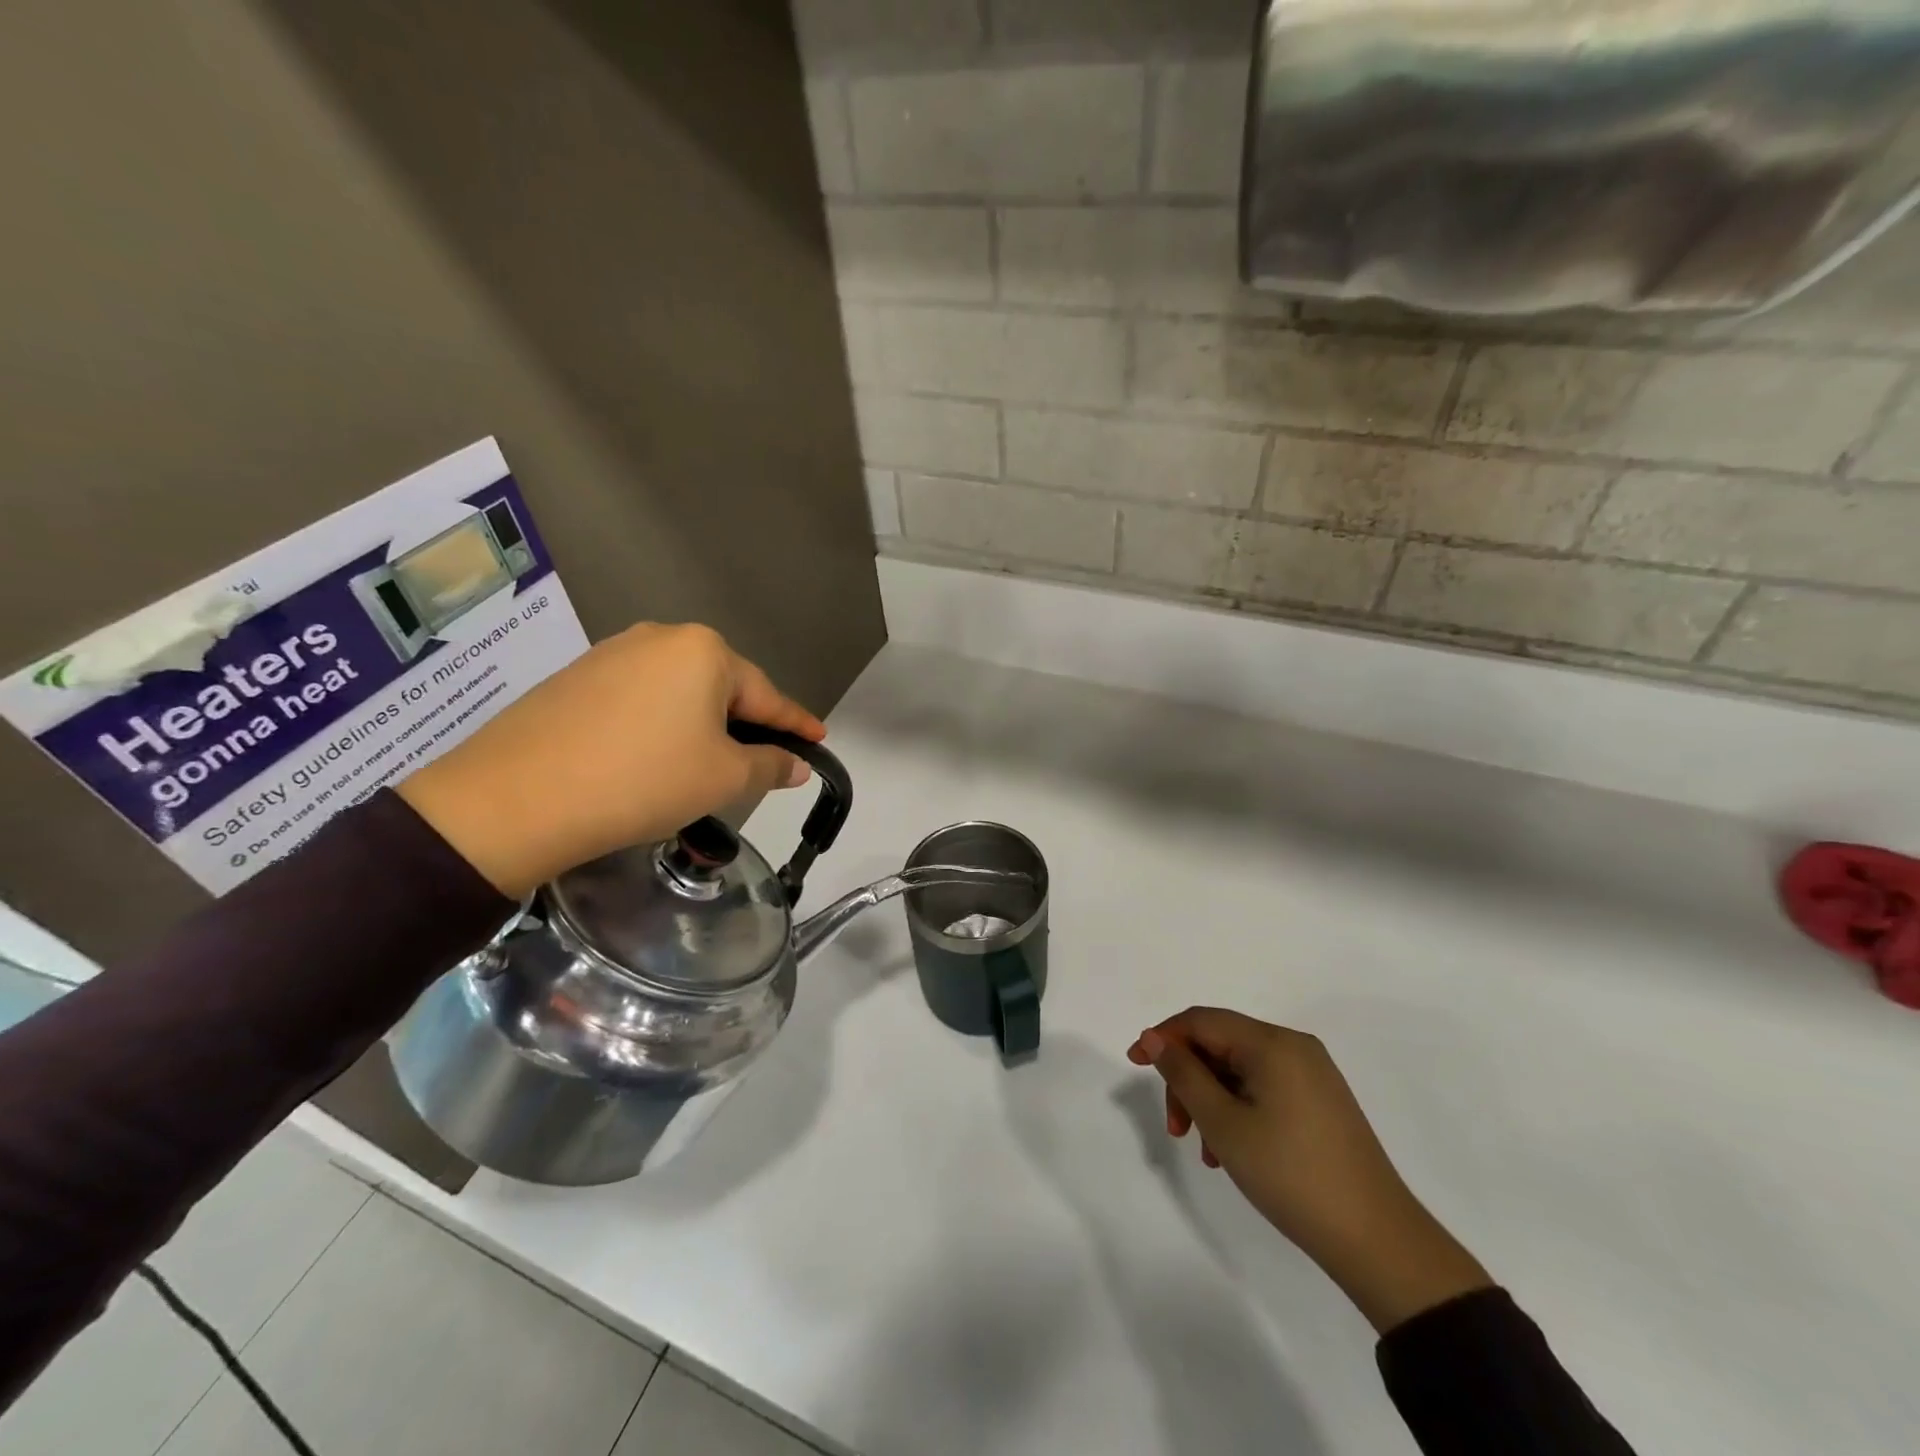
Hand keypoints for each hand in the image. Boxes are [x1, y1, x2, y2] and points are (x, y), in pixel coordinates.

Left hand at [397, 623, 824, 897]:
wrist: (514, 798)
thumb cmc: (643, 780)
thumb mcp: (723, 778)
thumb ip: (770, 765)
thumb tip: (795, 764)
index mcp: (704, 652)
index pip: (767, 695)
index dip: (796, 724)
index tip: (819, 741)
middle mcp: (660, 638)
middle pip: (722, 688)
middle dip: (745, 725)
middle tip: (759, 763)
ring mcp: (611, 654)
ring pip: (679, 693)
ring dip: (700, 726)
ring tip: (703, 765)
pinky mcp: (575, 678)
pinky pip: (640, 699)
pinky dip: (660, 726)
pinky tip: (652, 757)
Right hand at [1128, 1007, 1490, 1332]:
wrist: (1377, 1240)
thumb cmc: (1290, 1174)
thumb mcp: (1223, 1123)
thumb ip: (1183, 1074)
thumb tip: (1155, 1037)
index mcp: (1273, 1043)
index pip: (1202, 1020)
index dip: (1163, 1037)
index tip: (1134, 1064)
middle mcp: (1294, 1047)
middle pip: (1220, 1044)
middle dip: (1189, 1079)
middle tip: (1176, 1127)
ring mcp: (1312, 1074)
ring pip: (1240, 1070)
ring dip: (1211, 1100)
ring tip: (1206, 1150)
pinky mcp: (1321, 1102)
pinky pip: (1264, 1088)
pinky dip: (1238, 1109)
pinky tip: (1232, 1151)